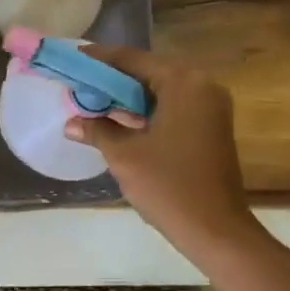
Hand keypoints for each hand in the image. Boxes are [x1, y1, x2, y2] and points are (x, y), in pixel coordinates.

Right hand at [65, 44, 260, 260]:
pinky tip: (123, 120)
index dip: (100, 60)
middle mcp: (202, 85)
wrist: (217, 231)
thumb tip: (72, 123)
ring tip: (95, 101)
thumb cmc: (169, 186)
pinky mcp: (213, 125)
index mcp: (183, 82)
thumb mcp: (125, 155)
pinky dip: (149, 109)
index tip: (73, 60)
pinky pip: (174, 105)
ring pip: (161, 90)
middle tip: (81, 83)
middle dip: (114, 79)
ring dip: (130, 96)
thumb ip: (97, 129)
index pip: (133, 59)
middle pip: (149, 71)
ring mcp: (211, 106)